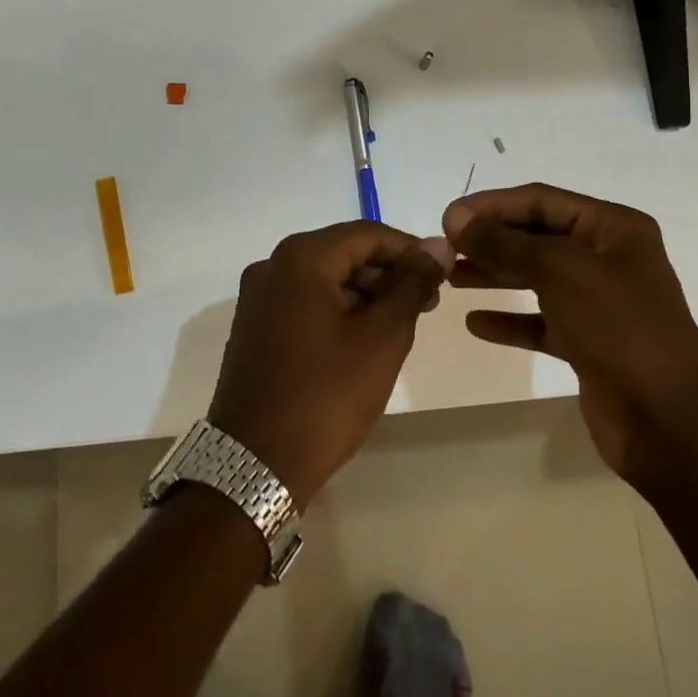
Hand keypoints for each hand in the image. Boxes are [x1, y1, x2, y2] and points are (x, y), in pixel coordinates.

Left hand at [210, 223, 452, 505]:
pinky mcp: (254, 325)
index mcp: (301, 257)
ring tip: (399, 325)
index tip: (443, 275)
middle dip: (387, 273)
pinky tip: (362, 338)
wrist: (256, 462)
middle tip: (426, 304)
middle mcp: (272, 265)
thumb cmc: (327, 395)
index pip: (367, 234)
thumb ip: (412, 284)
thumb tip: (437, 246)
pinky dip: (337, 309)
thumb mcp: (382, 337)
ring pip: (323, 277)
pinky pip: (304, 300)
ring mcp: (258, 296)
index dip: (410, 250)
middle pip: (342, 252)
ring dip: (364, 293)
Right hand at [441, 184, 697, 483]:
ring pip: (536, 278)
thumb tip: (455, 218)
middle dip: (490, 240)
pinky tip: (476, 323)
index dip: (492, 205)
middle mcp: (608, 258)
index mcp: (614, 228)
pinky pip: (540, 321)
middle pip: (537, 237)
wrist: (670, 422)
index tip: (448, 218)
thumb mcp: (559, 271)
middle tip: (445, 249)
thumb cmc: (619, 328)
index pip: (542, 200)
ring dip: (494, 275)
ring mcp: (599, 302)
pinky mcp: (588, 343)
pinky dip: (510, 319)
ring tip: (451, 278)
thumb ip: (503, 243)